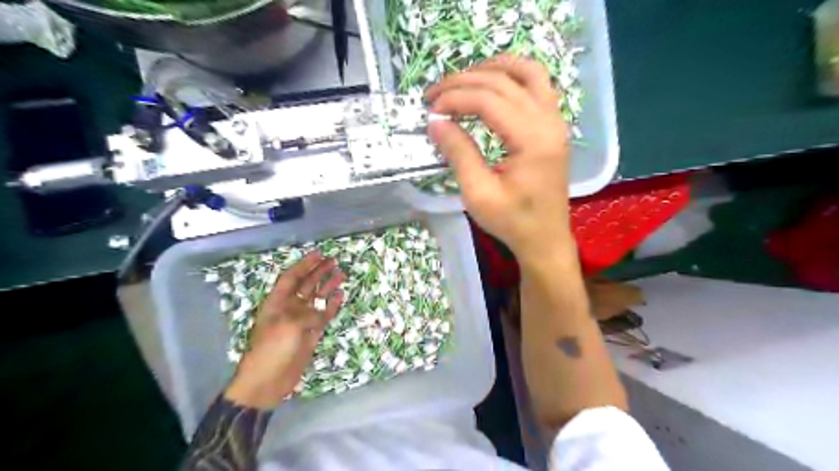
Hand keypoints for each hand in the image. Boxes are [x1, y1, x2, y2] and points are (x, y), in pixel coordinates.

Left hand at [225, 250, 345, 407]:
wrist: (268, 381)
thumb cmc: (272, 349)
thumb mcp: (288, 326)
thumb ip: (307, 313)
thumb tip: (323, 309)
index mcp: (277, 302)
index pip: (292, 277)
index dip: (305, 264)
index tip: (319, 253)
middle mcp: (290, 307)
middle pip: (306, 284)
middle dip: (319, 272)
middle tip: (334, 261)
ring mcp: (301, 320)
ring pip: (317, 298)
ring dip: (328, 286)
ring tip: (341, 275)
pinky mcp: (311, 332)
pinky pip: (324, 315)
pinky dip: (332, 305)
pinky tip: (340, 295)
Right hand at [429, 56, 573, 264]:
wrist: (545, 238)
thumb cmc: (512, 222)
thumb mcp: (478, 193)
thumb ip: (458, 153)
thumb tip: (435, 121)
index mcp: (532, 140)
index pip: (488, 100)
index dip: (454, 98)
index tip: (429, 108)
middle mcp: (549, 121)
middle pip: (504, 82)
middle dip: (464, 81)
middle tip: (434, 94)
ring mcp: (556, 120)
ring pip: (527, 73)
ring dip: (492, 69)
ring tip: (462, 79)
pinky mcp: (554, 126)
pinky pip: (538, 85)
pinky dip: (512, 76)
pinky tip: (492, 84)